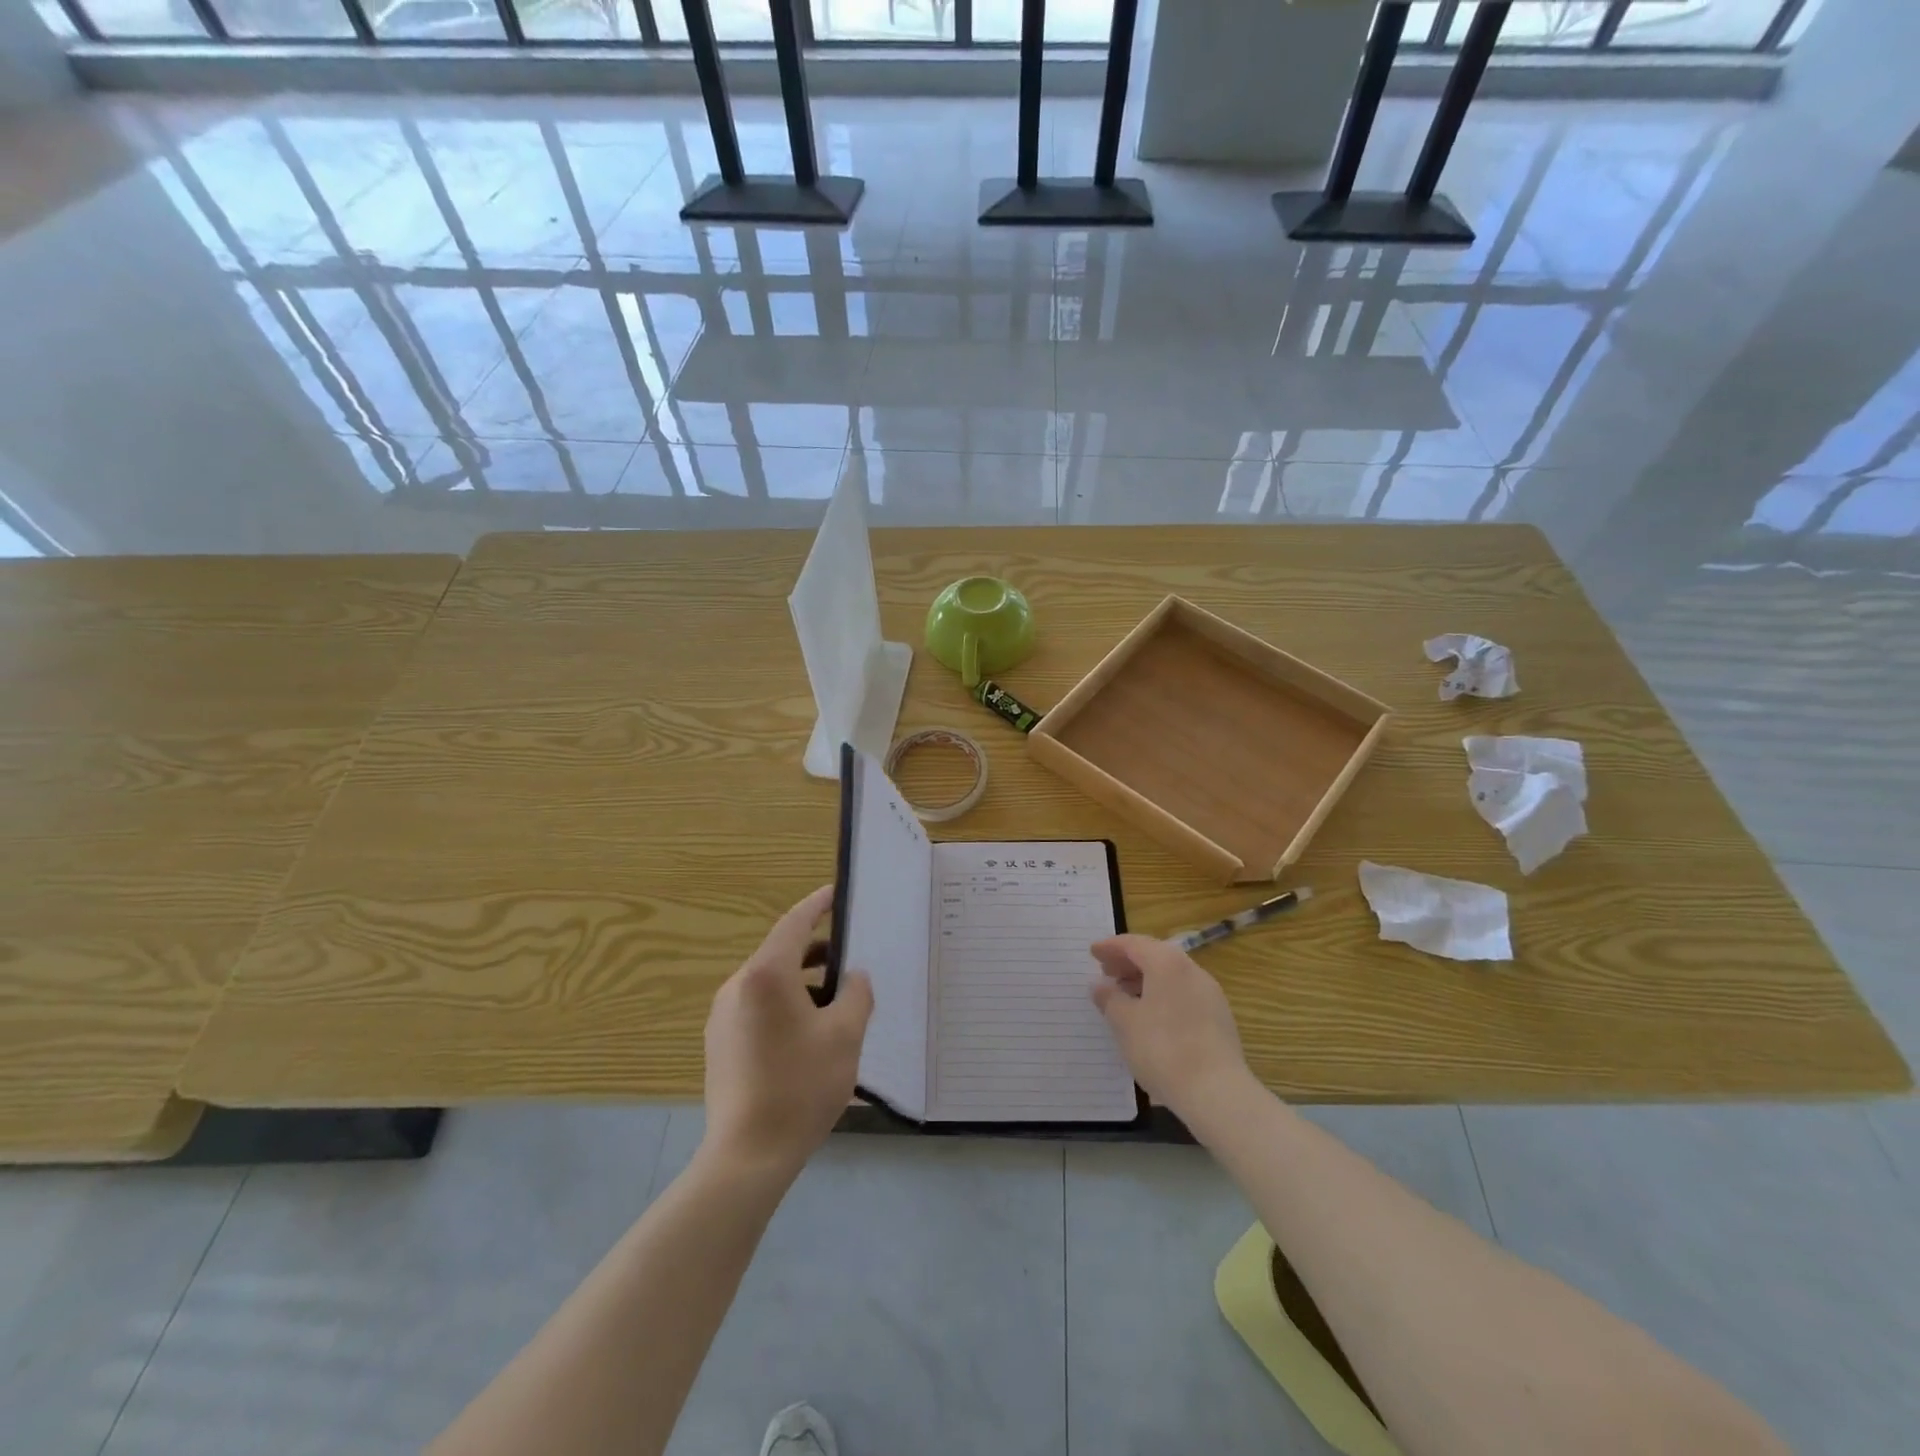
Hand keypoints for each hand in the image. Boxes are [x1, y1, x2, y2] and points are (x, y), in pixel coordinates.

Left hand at [702, 886, 873, 1180]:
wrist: (747, 1156)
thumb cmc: (801, 1086)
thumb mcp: (845, 1035)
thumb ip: (856, 994)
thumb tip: (853, 977)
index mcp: (766, 975)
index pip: (794, 923)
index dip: (817, 904)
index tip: (836, 893)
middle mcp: (737, 986)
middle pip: (781, 953)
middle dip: (817, 951)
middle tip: (850, 958)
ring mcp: (723, 1016)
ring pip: (769, 983)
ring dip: (802, 981)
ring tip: (836, 1000)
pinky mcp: (720, 1043)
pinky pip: (757, 1007)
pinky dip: (785, 1004)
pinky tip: (809, 1033)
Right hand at [1091, 934, 1252, 1119]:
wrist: (1216, 1092)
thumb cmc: (1162, 1049)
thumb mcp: (1124, 1023)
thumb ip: (1109, 998)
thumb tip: (1100, 985)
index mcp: (1167, 963)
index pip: (1134, 944)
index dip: (1110, 947)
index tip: (1093, 952)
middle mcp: (1191, 970)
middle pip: (1155, 956)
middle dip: (1128, 962)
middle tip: (1106, 973)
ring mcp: (1209, 994)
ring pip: (1171, 976)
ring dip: (1145, 980)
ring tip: (1124, 996)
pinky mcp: (1219, 1017)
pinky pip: (1183, 994)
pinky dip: (1162, 995)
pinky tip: (1150, 1017)